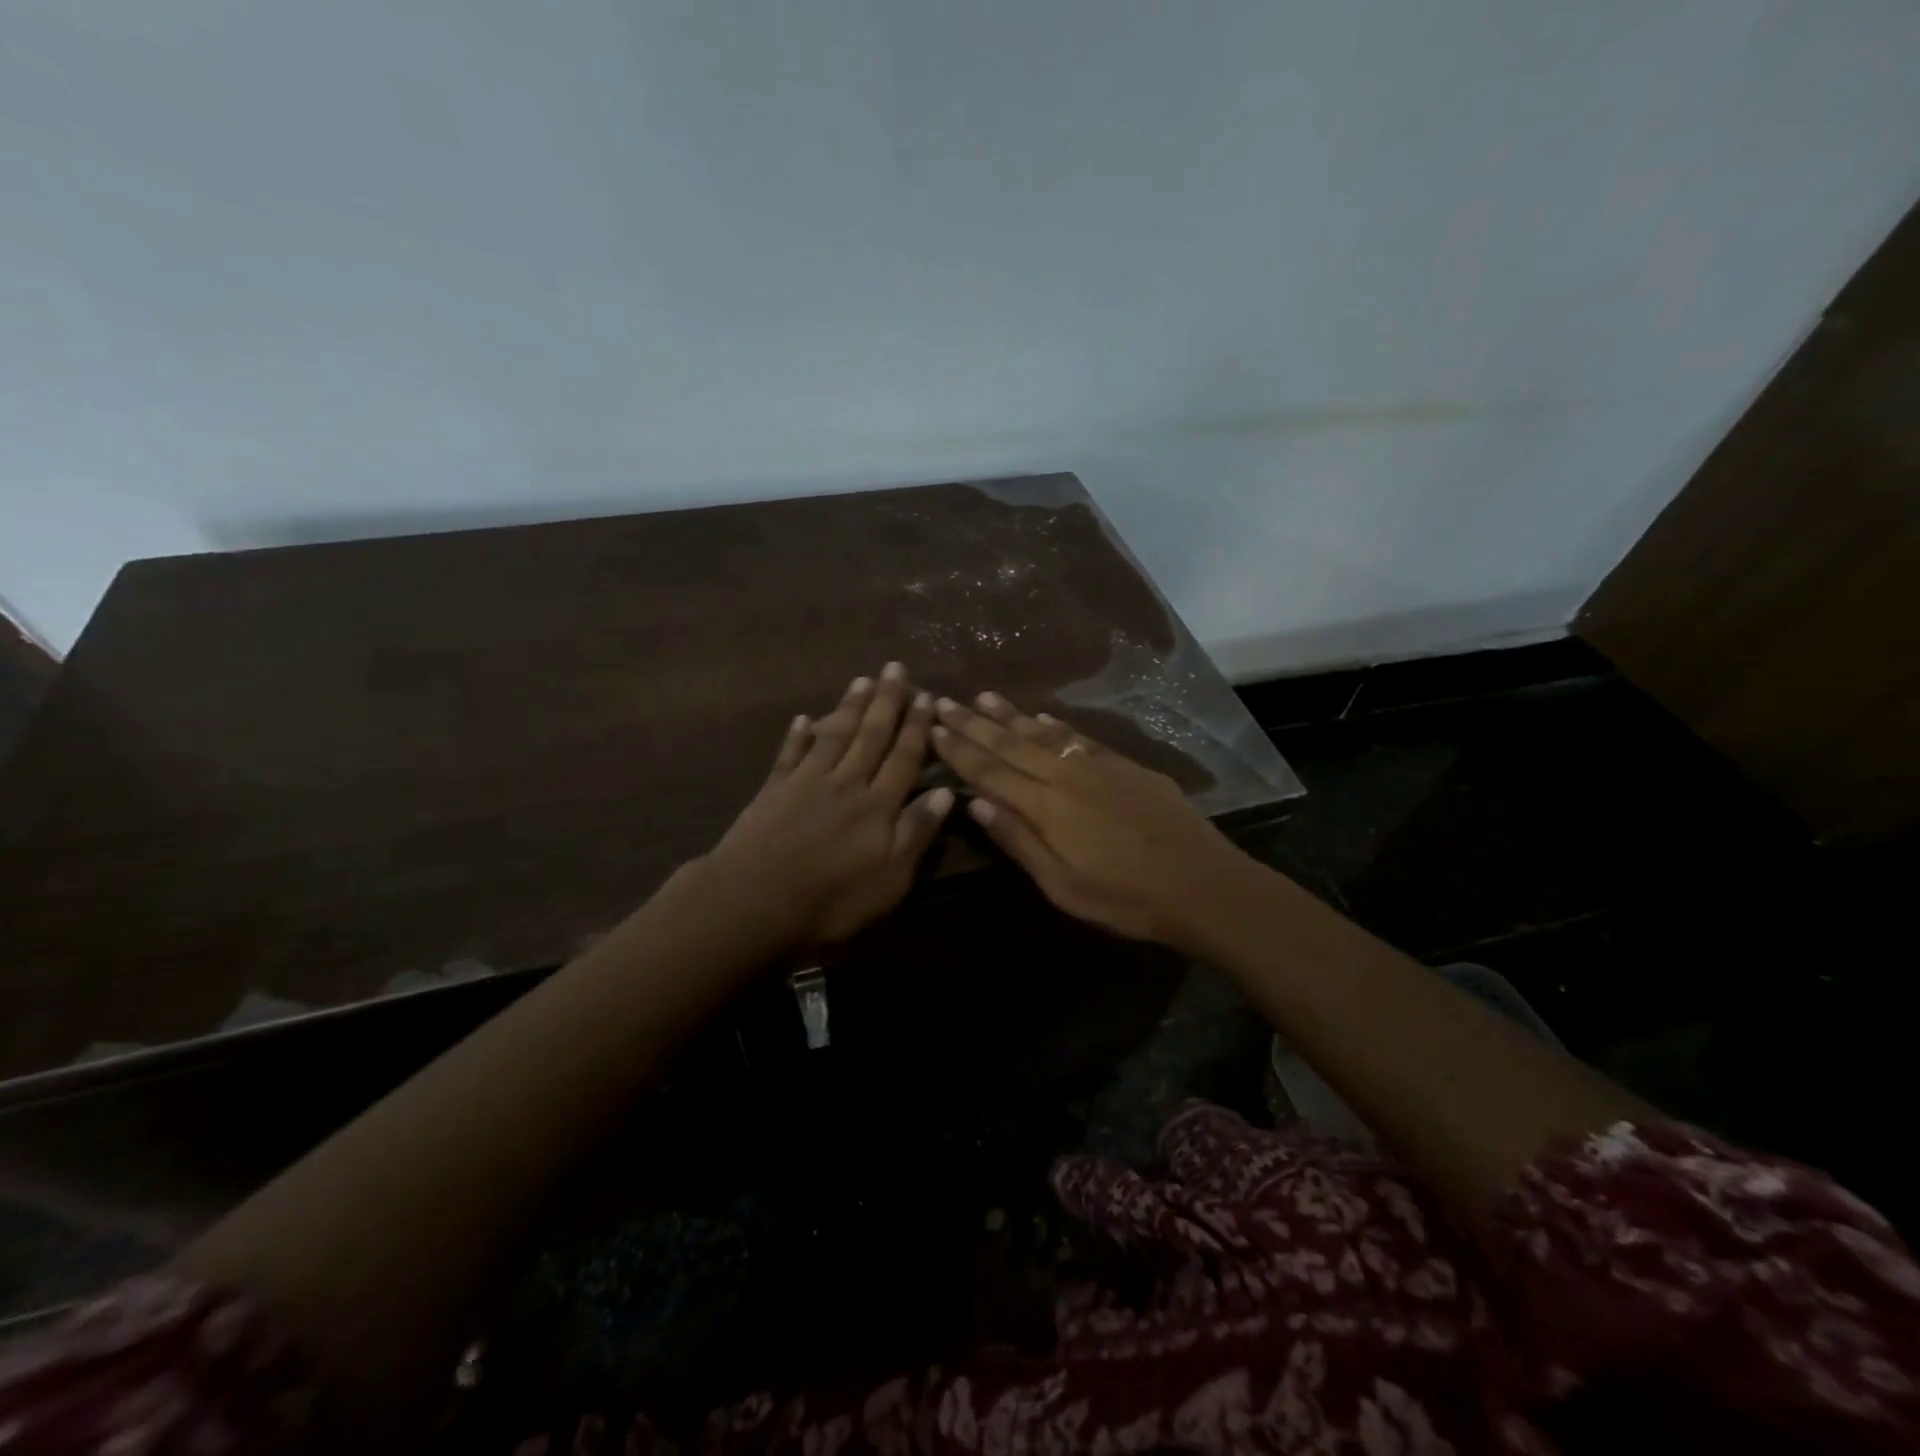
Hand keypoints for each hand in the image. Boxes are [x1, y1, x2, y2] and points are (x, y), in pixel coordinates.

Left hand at [704, 663, 954, 947]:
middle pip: (870, 736)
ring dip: (849, 707)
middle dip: (886, 701)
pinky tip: (802, 719)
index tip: (926, 696)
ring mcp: (806, 782)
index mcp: (878, 804)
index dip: (917, 727)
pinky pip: (790, 754)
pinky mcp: (774, 790)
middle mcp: (846, 782)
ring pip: (834, 736)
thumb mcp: (891, 877)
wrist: (755, 900)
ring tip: (861, 681)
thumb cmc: (833, 897)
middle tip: (894, 668)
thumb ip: (917, 832)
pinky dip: (797, 736)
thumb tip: (945, 792)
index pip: (904, 757)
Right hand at [929, 692, 1245, 946]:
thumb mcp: (1062, 885)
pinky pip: (1079, 737)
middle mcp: (1066, 775)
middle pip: (1011, 744)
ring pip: (1044, 733)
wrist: (1202, 884)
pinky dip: (1055, 725)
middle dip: (974, 723)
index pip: (990, 771)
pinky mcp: (1126, 765)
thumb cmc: (1125, 898)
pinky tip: (1042, 716)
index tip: (932, 728)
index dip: (959, 750)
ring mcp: (1098, 765)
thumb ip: (1018, 840)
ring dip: (1010, 714)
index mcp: (1046, 806)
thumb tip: (974, 802)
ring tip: (983, 696)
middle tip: (943, 701)